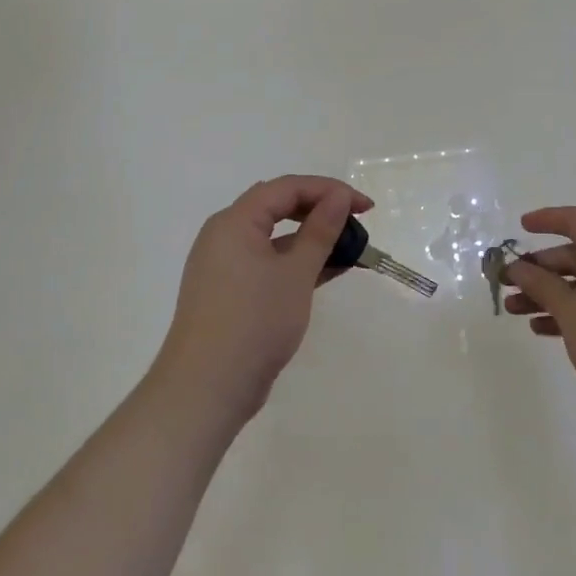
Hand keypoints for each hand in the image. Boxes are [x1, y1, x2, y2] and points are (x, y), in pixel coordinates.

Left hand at [151, 175, 372, 420]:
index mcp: (234, 222)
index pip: (286, 188)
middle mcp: (224, 236)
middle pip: (278, 207)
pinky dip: (297, 263)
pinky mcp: (231, 292)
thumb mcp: (295, 273)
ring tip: (351, 250)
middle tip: (358, 223)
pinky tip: (329, 271)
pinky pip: (268, 263)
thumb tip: (339, 198)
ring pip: (275, 238)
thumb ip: (320, 231)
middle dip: (320, 210)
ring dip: (312, 239)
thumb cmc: (254, 321)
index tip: (366, 207)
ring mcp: (225, 266)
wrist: (208, 386)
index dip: (329, 190)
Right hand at [502, 206, 575, 412]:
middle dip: (541, 270)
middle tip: (510, 285)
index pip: (575, 220)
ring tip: (518, 313)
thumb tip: (520, 268)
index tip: (521, 228)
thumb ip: (540, 284)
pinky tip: (547, 330)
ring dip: (554, 293)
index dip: (545, 220)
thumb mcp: (569, 310)